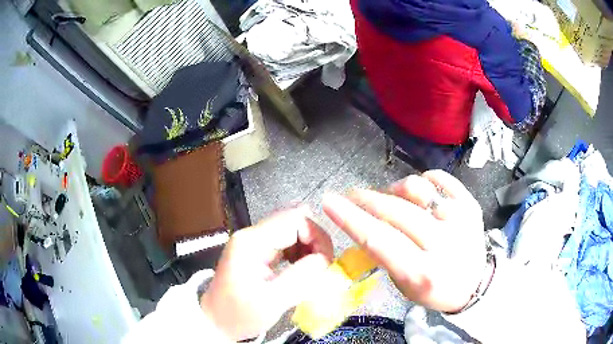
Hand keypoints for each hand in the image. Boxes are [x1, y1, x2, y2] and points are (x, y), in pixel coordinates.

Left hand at [200, 207, 333, 340]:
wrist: (216, 322)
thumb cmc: (239, 314)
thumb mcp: (272, 300)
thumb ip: (301, 276)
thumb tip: (325, 257)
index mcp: (252, 242)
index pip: (294, 221)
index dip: (317, 237)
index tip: (327, 262)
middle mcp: (252, 235)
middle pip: (294, 222)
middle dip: (314, 243)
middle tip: (323, 267)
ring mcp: (253, 242)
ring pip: (292, 232)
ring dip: (308, 249)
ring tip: (313, 271)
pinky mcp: (256, 251)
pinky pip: (286, 243)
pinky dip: (299, 254)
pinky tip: (301, 270)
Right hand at [322, 170, 485, 312]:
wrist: (474, 284)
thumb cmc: (434, 289)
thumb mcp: (403, 285)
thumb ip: (384, 254)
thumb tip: (364, 221)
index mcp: (422, 272)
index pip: (379, 240)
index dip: (351, 219)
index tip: (329, 201)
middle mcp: (443, 244)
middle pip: (395, 210)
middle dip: (366, 199)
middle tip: (352, 195)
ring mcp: (460, 219)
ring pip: (417, 188)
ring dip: (395, 190)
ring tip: (393, 198)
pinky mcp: (470, 204)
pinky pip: (440, 178)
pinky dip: (423, 181)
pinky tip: (420, 193)